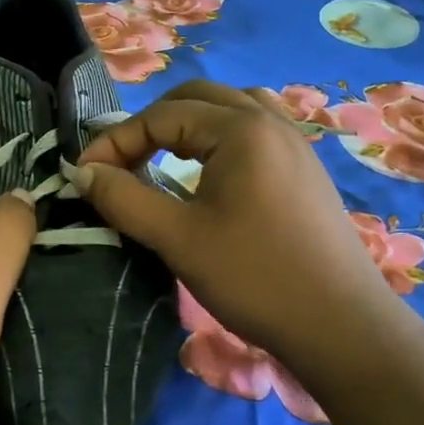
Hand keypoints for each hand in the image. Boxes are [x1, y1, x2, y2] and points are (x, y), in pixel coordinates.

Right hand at [69, 80, 411, 371]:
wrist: (341, 327)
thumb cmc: (254, 277)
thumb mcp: (177, 238)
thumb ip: (123, 198)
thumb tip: (82, 172)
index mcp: (240, 129)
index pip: (161, 116)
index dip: (116, 141)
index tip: (85, 175)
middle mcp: (270, 121)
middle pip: (196, 97)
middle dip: (151, 124)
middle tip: (123, 163)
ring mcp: (294, 143)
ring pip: (230, 107)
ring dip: (188, 123)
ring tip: (164, 158)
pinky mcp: (305, 168)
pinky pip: (255, 128)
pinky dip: (220, 136)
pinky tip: (211, 172)